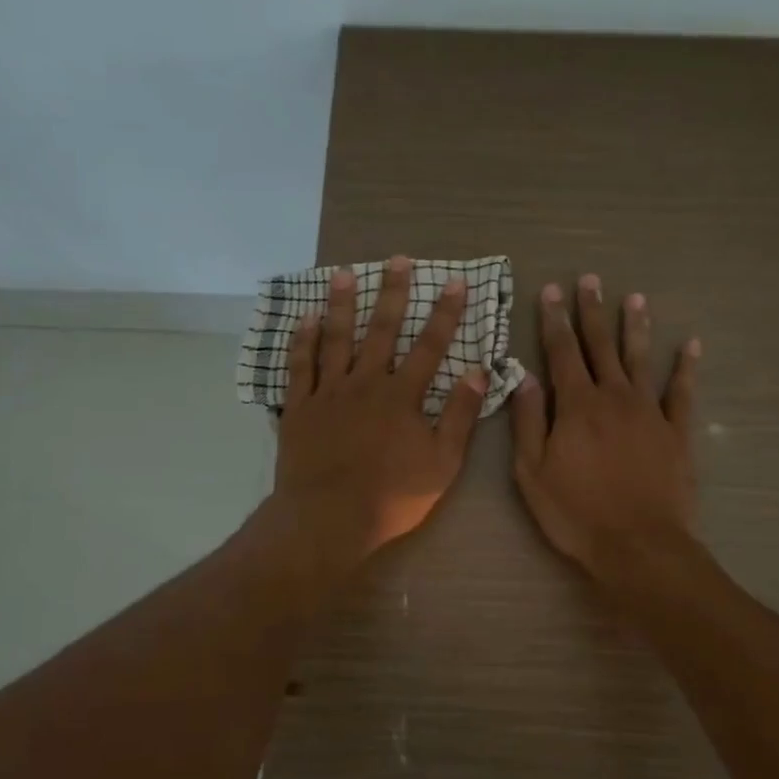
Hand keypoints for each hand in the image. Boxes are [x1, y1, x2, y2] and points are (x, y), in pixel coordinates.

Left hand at [268, 256, 487, 576]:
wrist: (328, 518)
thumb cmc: (391, 496)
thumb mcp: (442, 462)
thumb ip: (460, 415)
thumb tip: (479, 370)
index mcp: (402, 396)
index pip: (430, 345)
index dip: (444, 313)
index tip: (455, 282)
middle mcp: (365, 383)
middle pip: (380, 330)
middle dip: (392, 293)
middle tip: (397, 259)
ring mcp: (328, 393)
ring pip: (335, 338)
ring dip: (341, 304)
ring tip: (344, 273)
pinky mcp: (299, 407)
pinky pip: (300, 366)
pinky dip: (302, 340)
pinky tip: (305, 319)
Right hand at [511, 274, 700, 585]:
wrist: (638, 546)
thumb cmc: (576, 513)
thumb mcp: (532, 472)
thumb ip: (528, 421)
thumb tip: (524, 376)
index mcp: (576, 406)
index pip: (562, 352)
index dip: (555, 320)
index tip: (550, 291)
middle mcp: (614, 397)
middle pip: (601, 346)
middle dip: (593, 312)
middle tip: (590, 280)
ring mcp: (649, 412)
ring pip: (640, 359)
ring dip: (635, 328)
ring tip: (634, 298)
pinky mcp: (677, 432)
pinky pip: (682, 392)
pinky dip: (686, 368)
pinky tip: (690, 346)